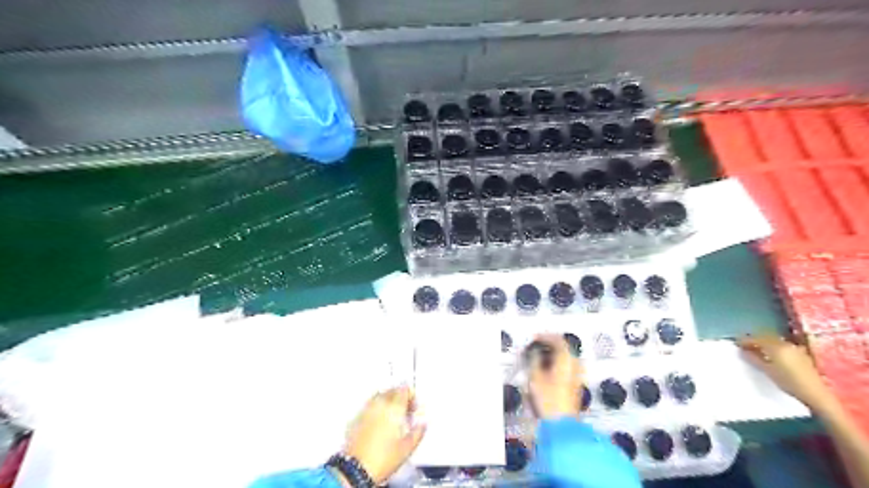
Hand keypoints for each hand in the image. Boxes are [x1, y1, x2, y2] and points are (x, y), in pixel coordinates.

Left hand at [347, 387, 426, 485]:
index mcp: (394, 407)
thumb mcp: (407, 448)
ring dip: (388, 402)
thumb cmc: (384, 458)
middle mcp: (379, 403)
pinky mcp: (356, 417)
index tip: (414, 408)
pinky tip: (379, 423)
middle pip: (392, 390)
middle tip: (405, 412)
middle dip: (400, 397)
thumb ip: (418, 432)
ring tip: (392, 418)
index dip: (411, 396)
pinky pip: (370, 406)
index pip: (404, 389)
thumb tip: (422, 423)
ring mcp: (366, 409)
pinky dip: (376, 409)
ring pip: (380, 396)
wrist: (356, 469)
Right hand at [522, 336, 581, 418]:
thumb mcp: (535, 376)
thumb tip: (533, 352)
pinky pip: (566, 366)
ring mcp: (577, 375)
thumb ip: (534, 360)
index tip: (535, 337)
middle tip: (537, 344)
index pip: (558, 339)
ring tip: (540, 355)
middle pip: (564, 347)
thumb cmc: (549, 400)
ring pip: (565, 357)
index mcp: (567, 359)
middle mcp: (575, 364)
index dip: (545, 336)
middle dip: (550, 344)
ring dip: (553, 354)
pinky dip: (556, 362)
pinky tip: (546, 367)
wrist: (561, 423)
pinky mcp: (575, 384)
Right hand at [739, 335, 834, 410]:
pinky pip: (782, 345)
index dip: (745, 340)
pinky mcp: (801, 354)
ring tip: (756, 348)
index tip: (736, 343)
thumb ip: (754, 359)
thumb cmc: (789, 383)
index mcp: (775, 347)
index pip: (756, 339)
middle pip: (766, 337)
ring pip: (774, 340)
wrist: (816, 394)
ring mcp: (794, 348)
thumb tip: (743, 351)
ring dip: (764, 342)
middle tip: (744, 345)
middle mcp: (785, 344)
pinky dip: (773, 346)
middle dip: (754, 339)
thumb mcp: (768, 371)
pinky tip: (772, 353)